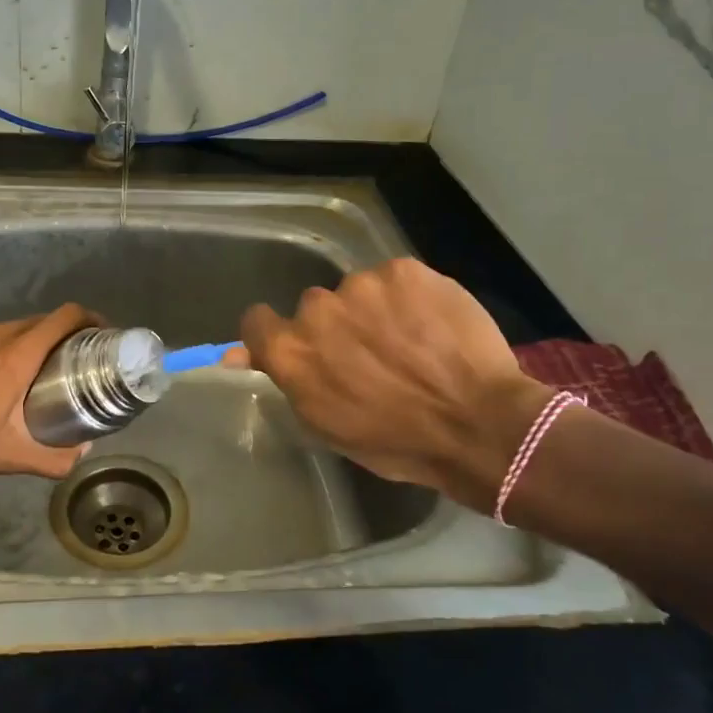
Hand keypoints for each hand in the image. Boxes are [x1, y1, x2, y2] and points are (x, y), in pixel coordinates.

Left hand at [0, 303, 101, 495]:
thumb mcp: (11, 458)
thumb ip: (55, 457)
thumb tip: (83, 452)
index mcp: (14, 357)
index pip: (62, 318)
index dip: (88, 318)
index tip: (100, 333)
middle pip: (37, 322)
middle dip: (58, 337)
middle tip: (68, 363)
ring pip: (5, 329)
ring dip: (22, 344)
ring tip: (25, 374)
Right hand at [230, 259, 547, 509]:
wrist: (478, 424)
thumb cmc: (397, 442)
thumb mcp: (326, 424)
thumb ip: (285, 379)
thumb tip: (234, 356)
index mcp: (291, 350)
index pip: (257, 322)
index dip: (277, 335)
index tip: (305, 350)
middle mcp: (317, 309)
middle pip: (315, 308)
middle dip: (337, 328)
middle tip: (371, 356)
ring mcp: (362, 284)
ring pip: (359, 292)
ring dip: (375, 311)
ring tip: (412, 343)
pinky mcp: (405, 269)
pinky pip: (396, 280)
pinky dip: (410, 298)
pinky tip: (433, 325)